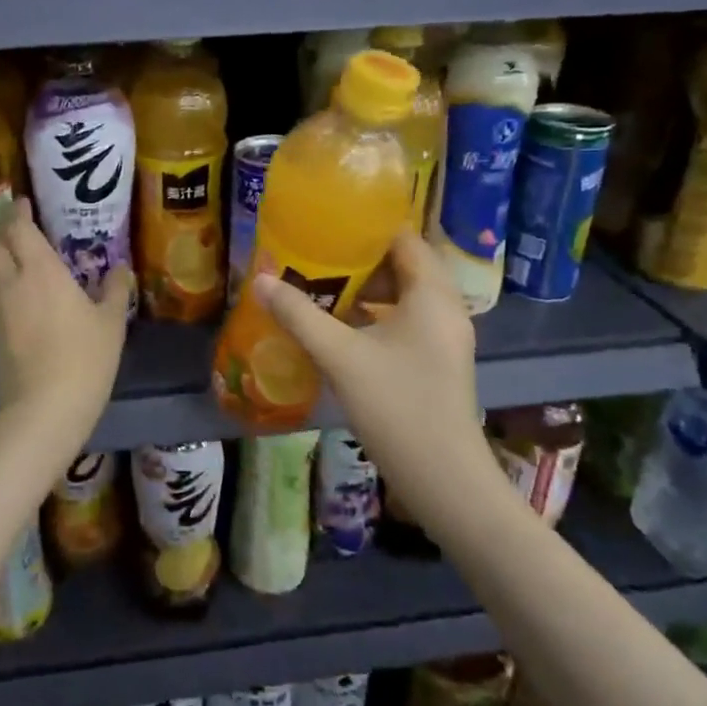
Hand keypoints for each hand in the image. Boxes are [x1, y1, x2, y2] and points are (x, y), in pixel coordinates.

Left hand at [0, 197, 131, 445]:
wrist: (43, 409)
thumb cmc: (84, 359)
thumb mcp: (110, 323)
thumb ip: (114, 290)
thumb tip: (120, 268)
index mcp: (40, 270)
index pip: (19, 228)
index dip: (18, 211)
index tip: (23, 201)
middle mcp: (11, 281)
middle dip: (1, 227)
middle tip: (16, 221)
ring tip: (13, 249)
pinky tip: (15, 288)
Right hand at [253, 230, 484, 474]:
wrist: (444, 479)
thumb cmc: (396, 406)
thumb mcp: (340, 356)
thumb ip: (299, 314)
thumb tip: (260, 280)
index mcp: (432, 295)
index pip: (405, 239)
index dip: (368, 228)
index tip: (328, 226)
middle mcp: (446, 308)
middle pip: (404, 265)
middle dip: (360, 260)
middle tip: (316, 257)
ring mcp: (445, 337)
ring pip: (405, 295)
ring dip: (366, 289)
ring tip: (322, 287)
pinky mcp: (438, 361)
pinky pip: (407, 320)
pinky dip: (377, 314)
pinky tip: (342, 328)